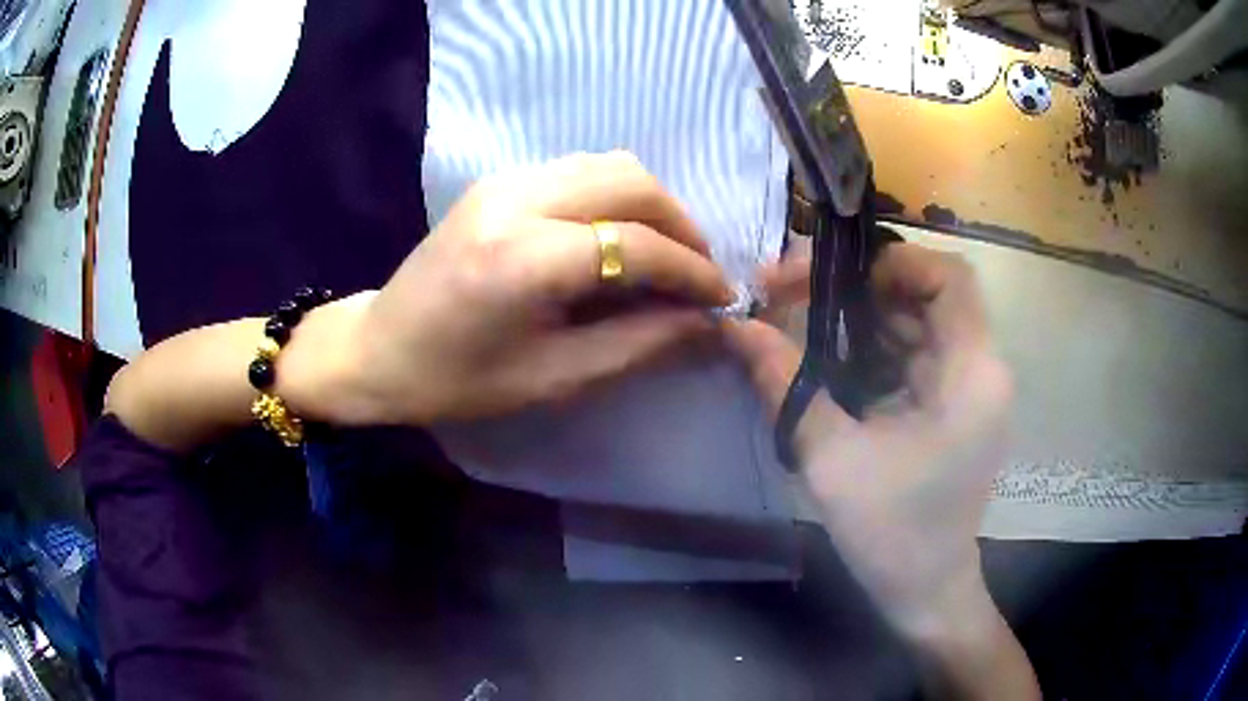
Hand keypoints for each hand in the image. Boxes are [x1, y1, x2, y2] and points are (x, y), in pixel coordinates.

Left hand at [281, 152, 733, 425]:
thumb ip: (634, 344)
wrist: (377, 347)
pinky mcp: (498, 180)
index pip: (635, 242)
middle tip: (698, 273)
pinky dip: (617, 196)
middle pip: (631, 181)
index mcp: (521, 259)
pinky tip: (620, 235)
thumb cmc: (454, 381)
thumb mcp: (549, 378)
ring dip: (651, 204)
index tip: (722, 297)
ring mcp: (504, 180)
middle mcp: (515, 200)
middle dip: (681, 224)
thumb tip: (703, 323)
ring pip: (609, 164)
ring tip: (666, 255)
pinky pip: (580, 170)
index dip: (690, 270)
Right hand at [726, 243, 1036, 700]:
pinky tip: (832, 368)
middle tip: (790, 293)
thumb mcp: (831, 458)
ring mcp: (969, 390)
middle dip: (858, 290)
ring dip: (861, 321)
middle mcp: (980, 370)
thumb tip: (735, 327)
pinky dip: (872, 352)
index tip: (833, 280)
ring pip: (915, 324)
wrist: (924, 591)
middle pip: (925, 296)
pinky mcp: (954, 408)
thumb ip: (785, 384)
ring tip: (801, 328)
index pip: (950, 278)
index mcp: (970, 375)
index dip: (894, 262)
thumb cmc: (891, 532)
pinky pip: (914, 357)